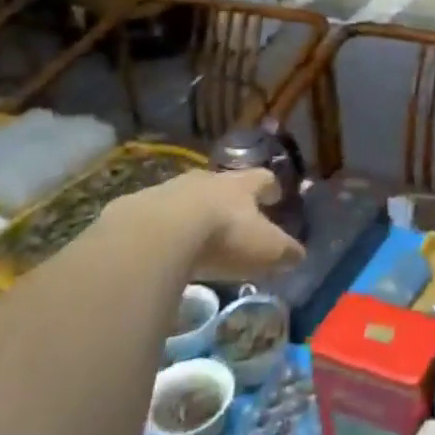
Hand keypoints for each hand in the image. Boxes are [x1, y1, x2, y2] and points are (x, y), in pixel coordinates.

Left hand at [104, 169, 304, 281]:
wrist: (158, 234)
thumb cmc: (223, 237)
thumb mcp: (265, 249)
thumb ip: (284, 251)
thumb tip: (299, 254)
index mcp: (240, 186)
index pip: (262, 179)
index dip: (270, 187)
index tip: (275, 195)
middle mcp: (207, 180)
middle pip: (222, 184)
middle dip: (228, 199)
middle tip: (233, 216)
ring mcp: (168, 191)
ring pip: (185, 197)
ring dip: (192, 213)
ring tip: (193, 236)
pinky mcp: (135, 209)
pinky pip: (153, 217)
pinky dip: (160, 230)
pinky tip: (159, 250)